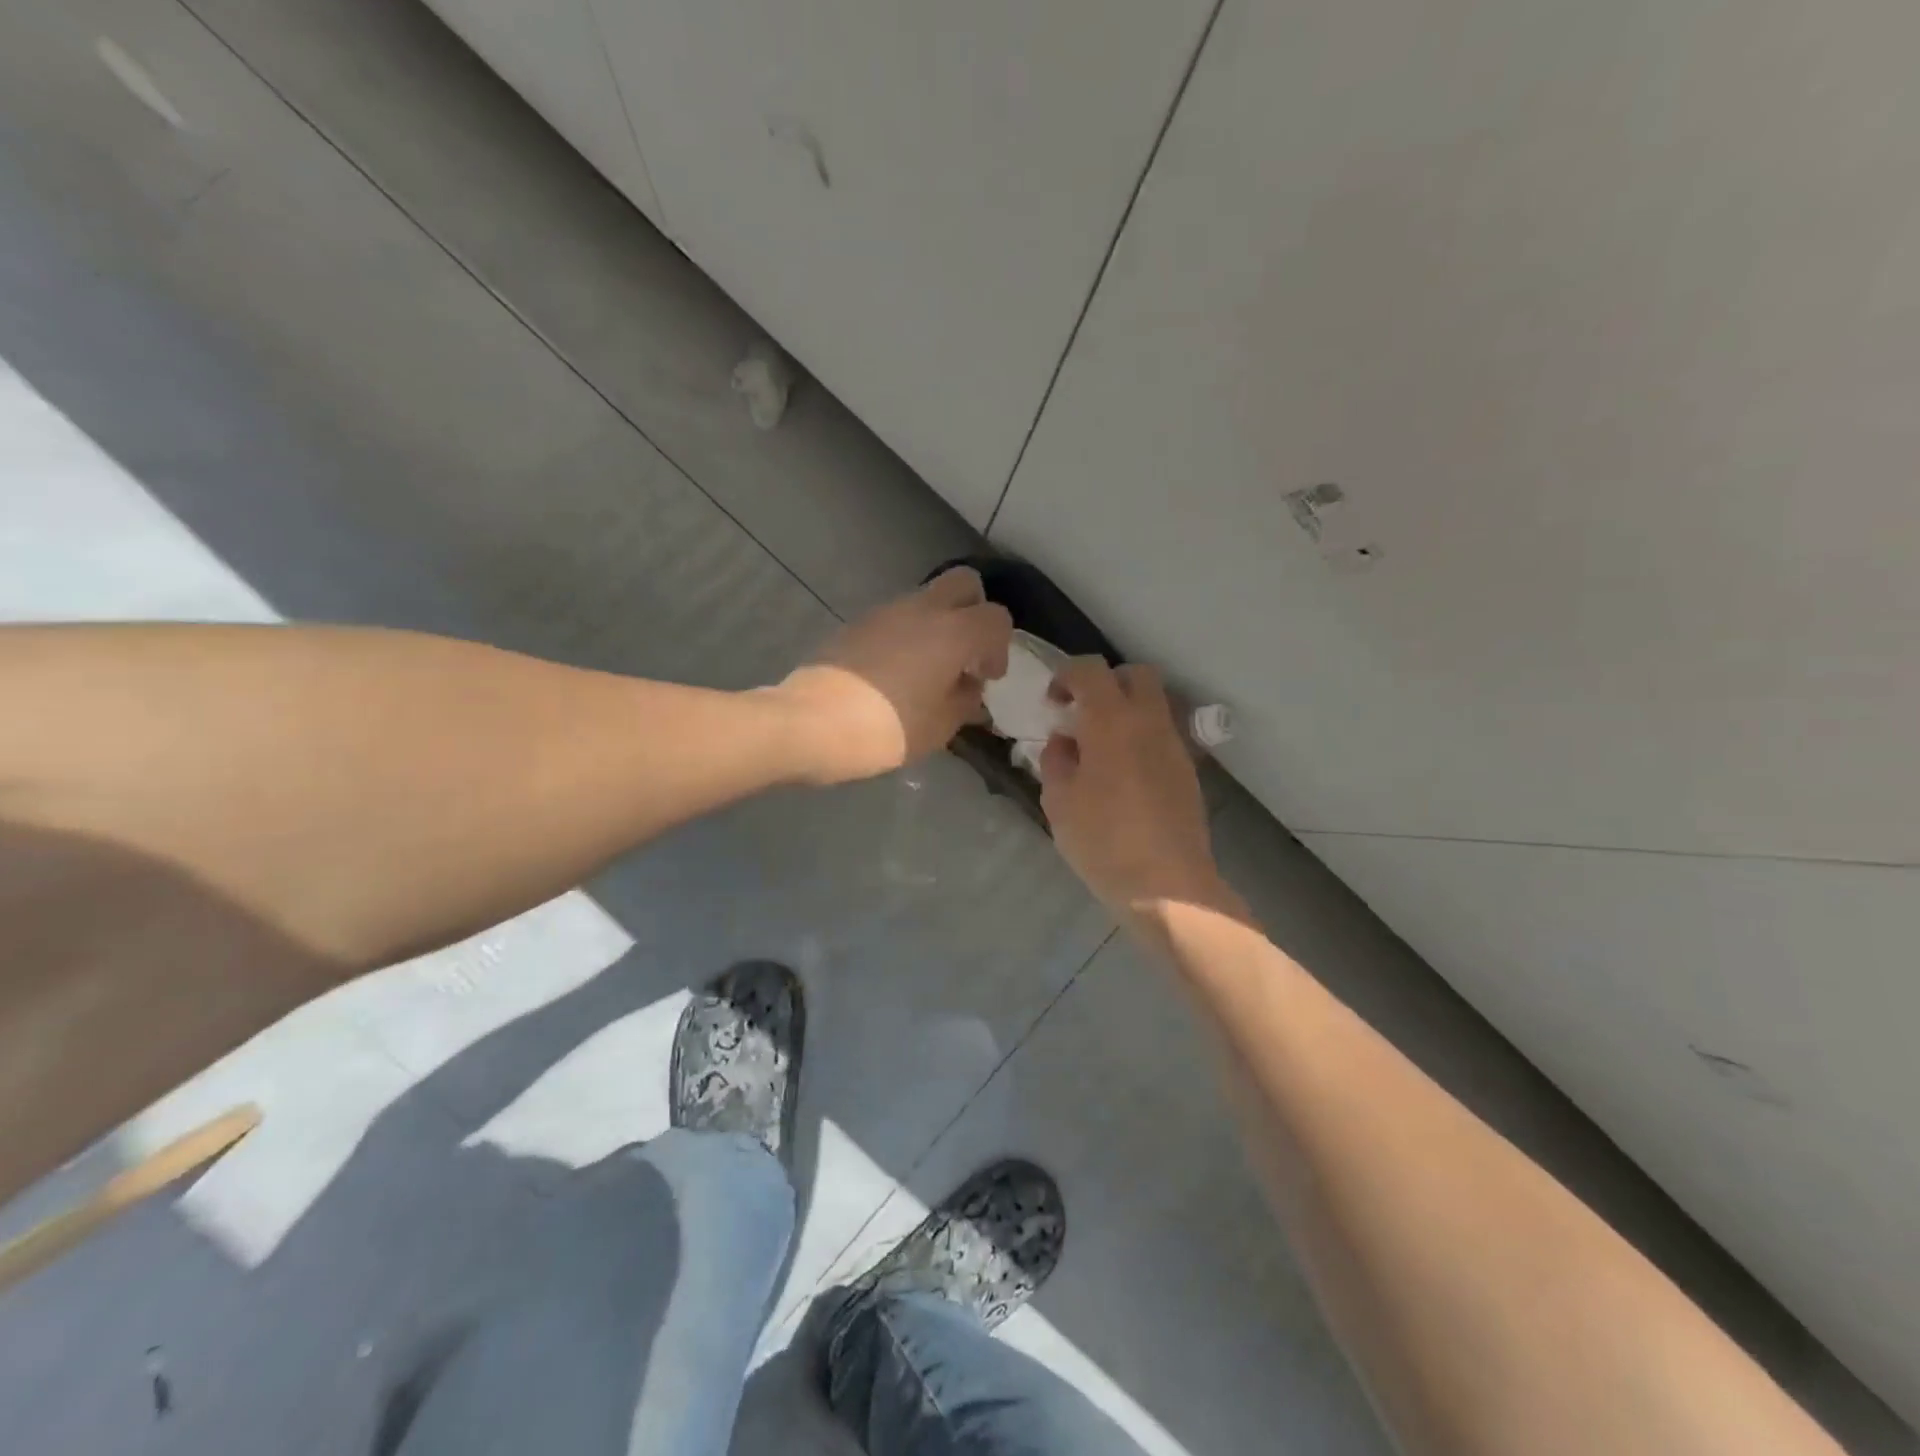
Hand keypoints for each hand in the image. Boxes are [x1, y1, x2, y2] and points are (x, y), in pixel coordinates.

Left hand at [775, 567, 1012, 784]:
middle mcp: (922, 609)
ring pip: (927, 599)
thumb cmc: (887, 728)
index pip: (996, 617)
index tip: (986, 677)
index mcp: (952, 632)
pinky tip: (896, 674)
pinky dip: (908, 635)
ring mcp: (885, 612)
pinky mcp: (857, 624)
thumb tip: (968, 686)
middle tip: (966, 653)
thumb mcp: (940, 726)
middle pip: (964, 584)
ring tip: (928, 671)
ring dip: (938, 625)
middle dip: (974, 611)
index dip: (999, 647)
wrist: (811, 723)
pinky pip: (897, 618)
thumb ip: (964, 700)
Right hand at [1038, 659, 1223, 915]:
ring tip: (1102, 747)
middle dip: (1106, 683)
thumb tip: (1064, 742)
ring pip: (1154, 703)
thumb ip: (1056, 761)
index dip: (1067, 676)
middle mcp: (1149, 721)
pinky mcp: (1188, 769)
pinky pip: (1163, 734)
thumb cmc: (1102, 841)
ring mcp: (1174, 745)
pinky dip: (1142, 736)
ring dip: (1126, 710)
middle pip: (1135, 674)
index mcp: (1111, 721)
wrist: (1166, 885)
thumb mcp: (1059, 801)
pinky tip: (1125, 773)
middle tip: (1083, 714)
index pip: (1091, 670)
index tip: (1053, 703)